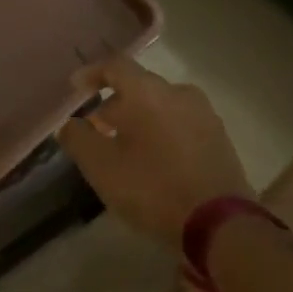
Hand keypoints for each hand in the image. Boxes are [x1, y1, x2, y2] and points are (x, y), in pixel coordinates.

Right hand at [57, 57, 247, 250]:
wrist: (221, 226)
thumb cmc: (152, 188)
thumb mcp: (100, 166)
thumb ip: (77, 138)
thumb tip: (70, 124)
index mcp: (147, 91)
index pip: (114, 65)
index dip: (91, 74)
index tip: (75, 88)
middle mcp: (178, 92)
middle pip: (139, 87)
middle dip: (114, 104)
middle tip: (96, 129)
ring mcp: (204, 115)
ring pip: (161, 106)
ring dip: (139, 119)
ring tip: (125, 147)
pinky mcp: (220, 139)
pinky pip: (181, 124)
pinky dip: (161, 132)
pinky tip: (154, 160)